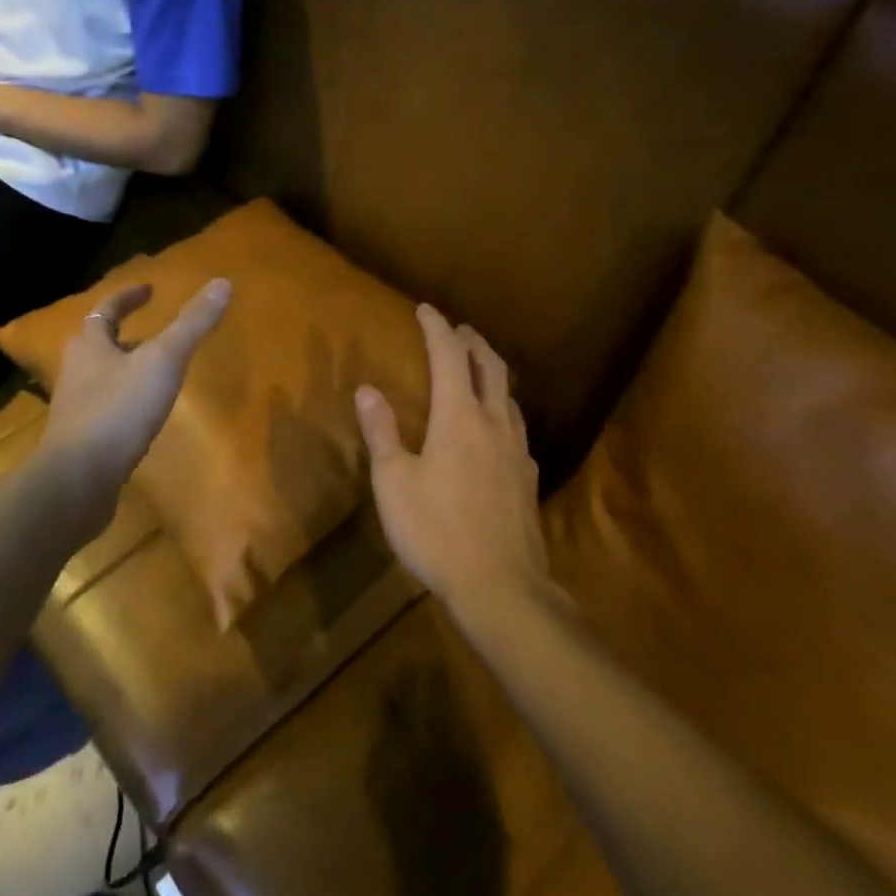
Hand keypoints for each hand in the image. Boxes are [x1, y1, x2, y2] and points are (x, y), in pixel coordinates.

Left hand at [39, 279, 231, 517]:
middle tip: (151, 331)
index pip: (107, 309)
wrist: (78, 478)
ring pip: (100, 376)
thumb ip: (192, 324)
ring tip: (153, 373)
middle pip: (98, 342)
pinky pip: (104, 409)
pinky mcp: (81, 439)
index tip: (149, 289)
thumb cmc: (119, 410)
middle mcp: (75, 370)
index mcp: (89, 344)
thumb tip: (223, 283)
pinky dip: (124, 402)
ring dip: (123, 368)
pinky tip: (143, 417)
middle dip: (122, 334)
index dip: (128, 296)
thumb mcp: (163, 361)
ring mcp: (75, 407)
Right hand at [357, 305, 548, 611]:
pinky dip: (502, 410)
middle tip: (457, 330)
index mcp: (458, 418)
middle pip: (491, 367)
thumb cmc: (437, 531)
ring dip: (493, 373)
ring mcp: (517, 451)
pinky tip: (496, 428)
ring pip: (509, 396)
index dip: (436, 329)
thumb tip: (367, 389)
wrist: (501, 585)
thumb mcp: (394, 483)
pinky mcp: (528, 478)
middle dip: (472, 342)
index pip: (449, 357)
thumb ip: (382, 432)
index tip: (425, 309)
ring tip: (478, 370)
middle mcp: (493, 424)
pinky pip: (516, 428)